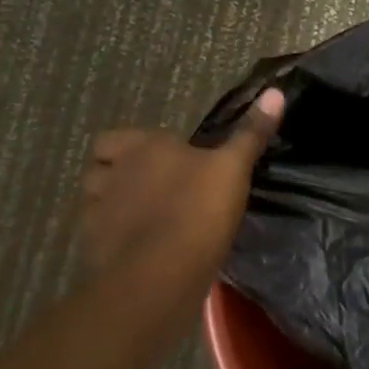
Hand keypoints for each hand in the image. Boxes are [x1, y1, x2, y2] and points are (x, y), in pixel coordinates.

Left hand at [79, 89, 284, 290]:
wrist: (160, 276)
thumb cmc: (198, 210)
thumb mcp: (234, 168)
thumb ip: (250, 133)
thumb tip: (274, 93)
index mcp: (141, 149)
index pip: (113, 138)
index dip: (129, 146)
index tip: (158, 157)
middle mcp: (111, 176)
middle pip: (97, 169)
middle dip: (115, 175)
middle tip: (149, 186)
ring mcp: (97, 215)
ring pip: (95, 204)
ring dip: (112, 207)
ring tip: (144, 218)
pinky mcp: (94, 251)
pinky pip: (101, 238)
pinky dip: (115, 240)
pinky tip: (140, 249)